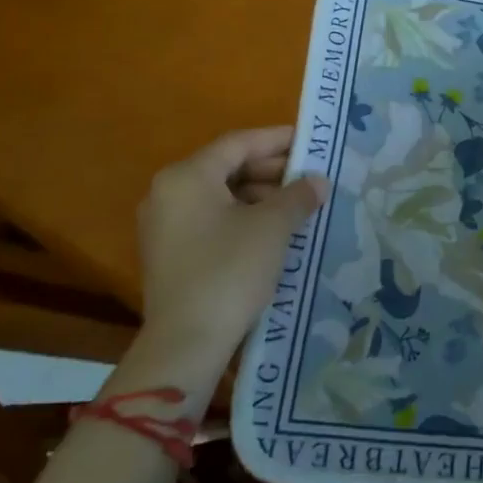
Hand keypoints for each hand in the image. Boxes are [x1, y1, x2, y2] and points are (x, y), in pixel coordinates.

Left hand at [123, 127, 328, 385]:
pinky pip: (211, 219)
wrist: (186, 343)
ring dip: (260, 195)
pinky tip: (274, 230)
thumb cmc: (229, 270)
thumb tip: (317, 181)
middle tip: (310, 176)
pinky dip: (243, 216)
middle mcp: (168, 193)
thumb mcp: (272, 227)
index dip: (278, 140)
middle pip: (227, 167)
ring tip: (298, 204)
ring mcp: (164, 225)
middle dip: (271, 170)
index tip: (311, 142)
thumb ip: (297, 195)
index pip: (239, 143)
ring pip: (220, 194)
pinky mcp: (170, 253)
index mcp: (187, 176)